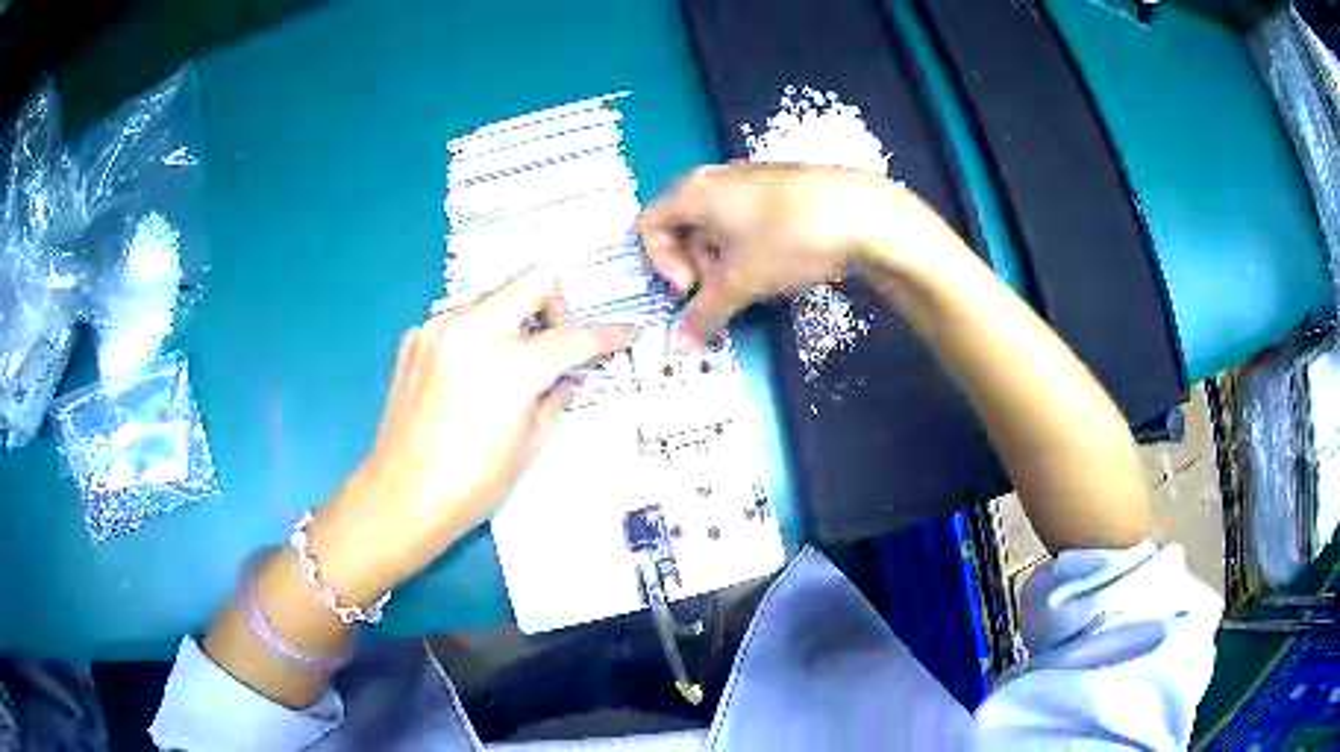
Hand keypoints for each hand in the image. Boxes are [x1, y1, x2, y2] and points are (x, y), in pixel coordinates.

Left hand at [312, 268, 637, 599]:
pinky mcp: (416, 336)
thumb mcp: (533, 444)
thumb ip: (559, 394)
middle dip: (557, 304)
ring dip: (514, 317)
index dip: (609, 334)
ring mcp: (439, 327)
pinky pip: (461, 317)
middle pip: (534, 279)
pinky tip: (472, 373)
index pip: (575, 336)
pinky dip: (479, 333)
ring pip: (494, 295)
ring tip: (511, 362)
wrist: (401, 496)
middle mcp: (474, 328)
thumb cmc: (474, 484)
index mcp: (511, 364)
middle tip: (557, 341)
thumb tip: (571, 371)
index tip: (629, 332)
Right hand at [636, 163, 909, 340]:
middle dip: (694, 265)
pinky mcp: (779, 189)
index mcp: (693, 191)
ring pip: (715, 226)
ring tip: (753, 281)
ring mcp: (749, 180)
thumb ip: (703, 313)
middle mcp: (714, 179)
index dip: (661, 264)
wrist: (862, 212)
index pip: (648, 227)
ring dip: (722, 260)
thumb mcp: (740, 282)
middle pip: (681, 227)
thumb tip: (677, 342)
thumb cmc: (787, 239)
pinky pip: (745, 220)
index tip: (693, 287)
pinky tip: (778, 264)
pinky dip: (748, 247)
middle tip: (722, 290)